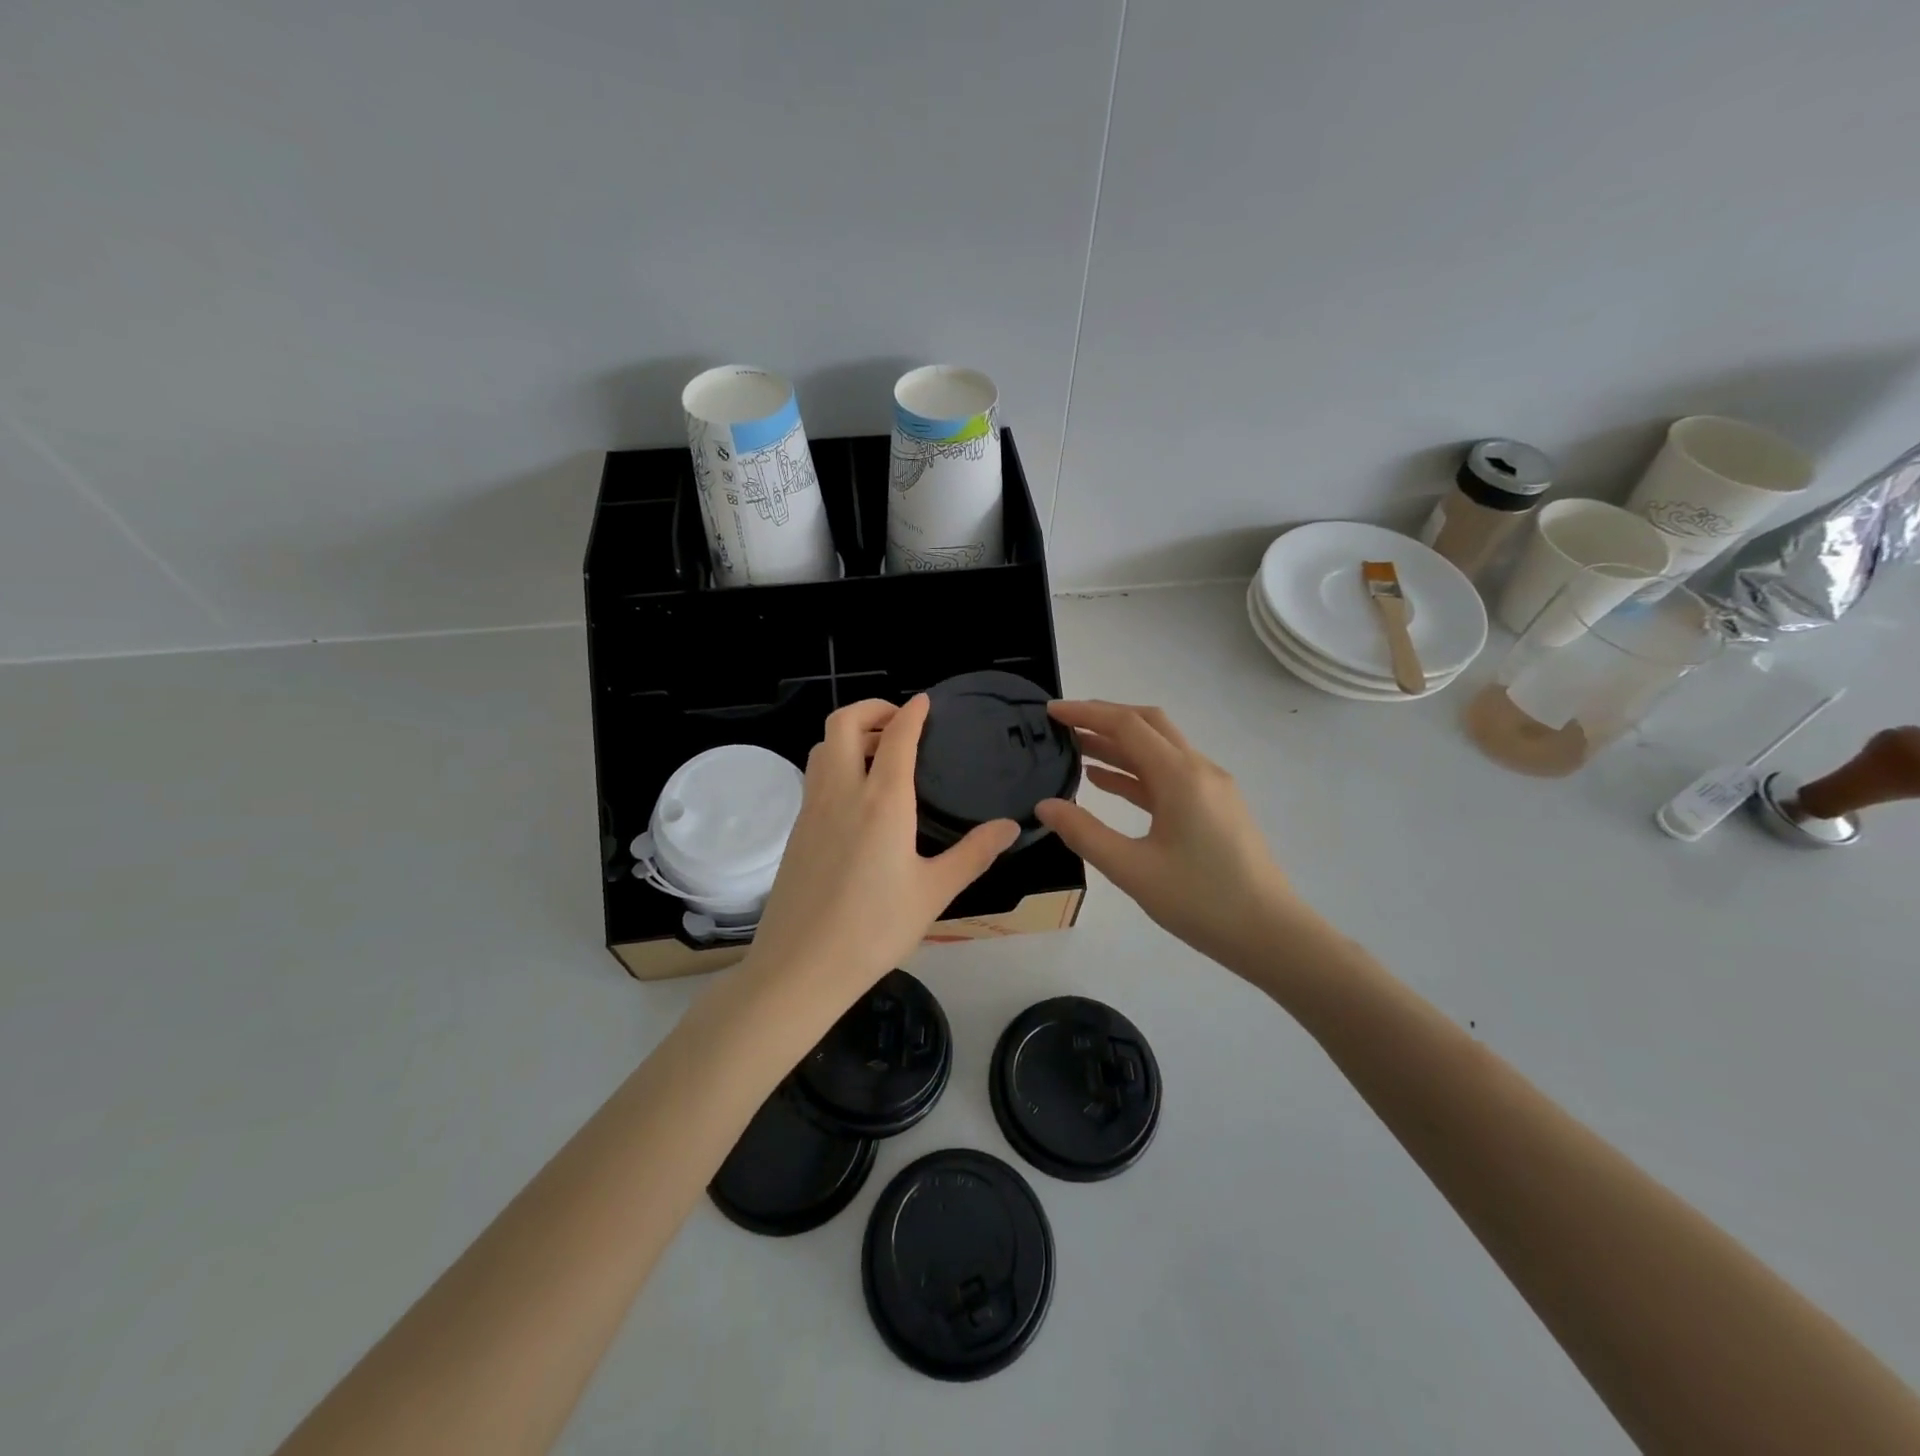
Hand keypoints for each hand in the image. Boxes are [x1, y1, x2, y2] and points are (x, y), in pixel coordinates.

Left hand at [744, 697, 1019, 1008]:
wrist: (801, 967)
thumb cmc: (875, 929)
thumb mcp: (934, 892)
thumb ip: (974, 853)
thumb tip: (1011, 826)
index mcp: (882, 801)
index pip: (895, 737)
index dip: (912, 713)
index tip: (925, 702)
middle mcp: (842, 792)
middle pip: (843, 723)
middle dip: (871, 709)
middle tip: (898, 722)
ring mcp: (812, 809)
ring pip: (822, 747)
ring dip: (848, 734)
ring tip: (878, 753)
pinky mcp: (796, 830)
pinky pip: (814, 776)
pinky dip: (835, 762)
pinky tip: (857, 796)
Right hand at [1035, 700, 1314, 970]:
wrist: (1270, 934)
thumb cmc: (1201, 901)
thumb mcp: (1132, 870)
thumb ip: (1084, 834)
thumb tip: (1045, 806)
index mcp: (1180, 776)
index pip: (1127, 726)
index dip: (1086, 713)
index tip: (1051, 711)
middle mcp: (1199, 769)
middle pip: (1148, 725)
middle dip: (1105, 718)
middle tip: (1064, 724)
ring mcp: (1211, 788)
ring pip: (1159, 749)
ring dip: (1119, 745)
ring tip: (1076, 749)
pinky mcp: (1215, 808)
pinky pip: (1169, 775)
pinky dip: (1136, 771)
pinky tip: (1107, 781)